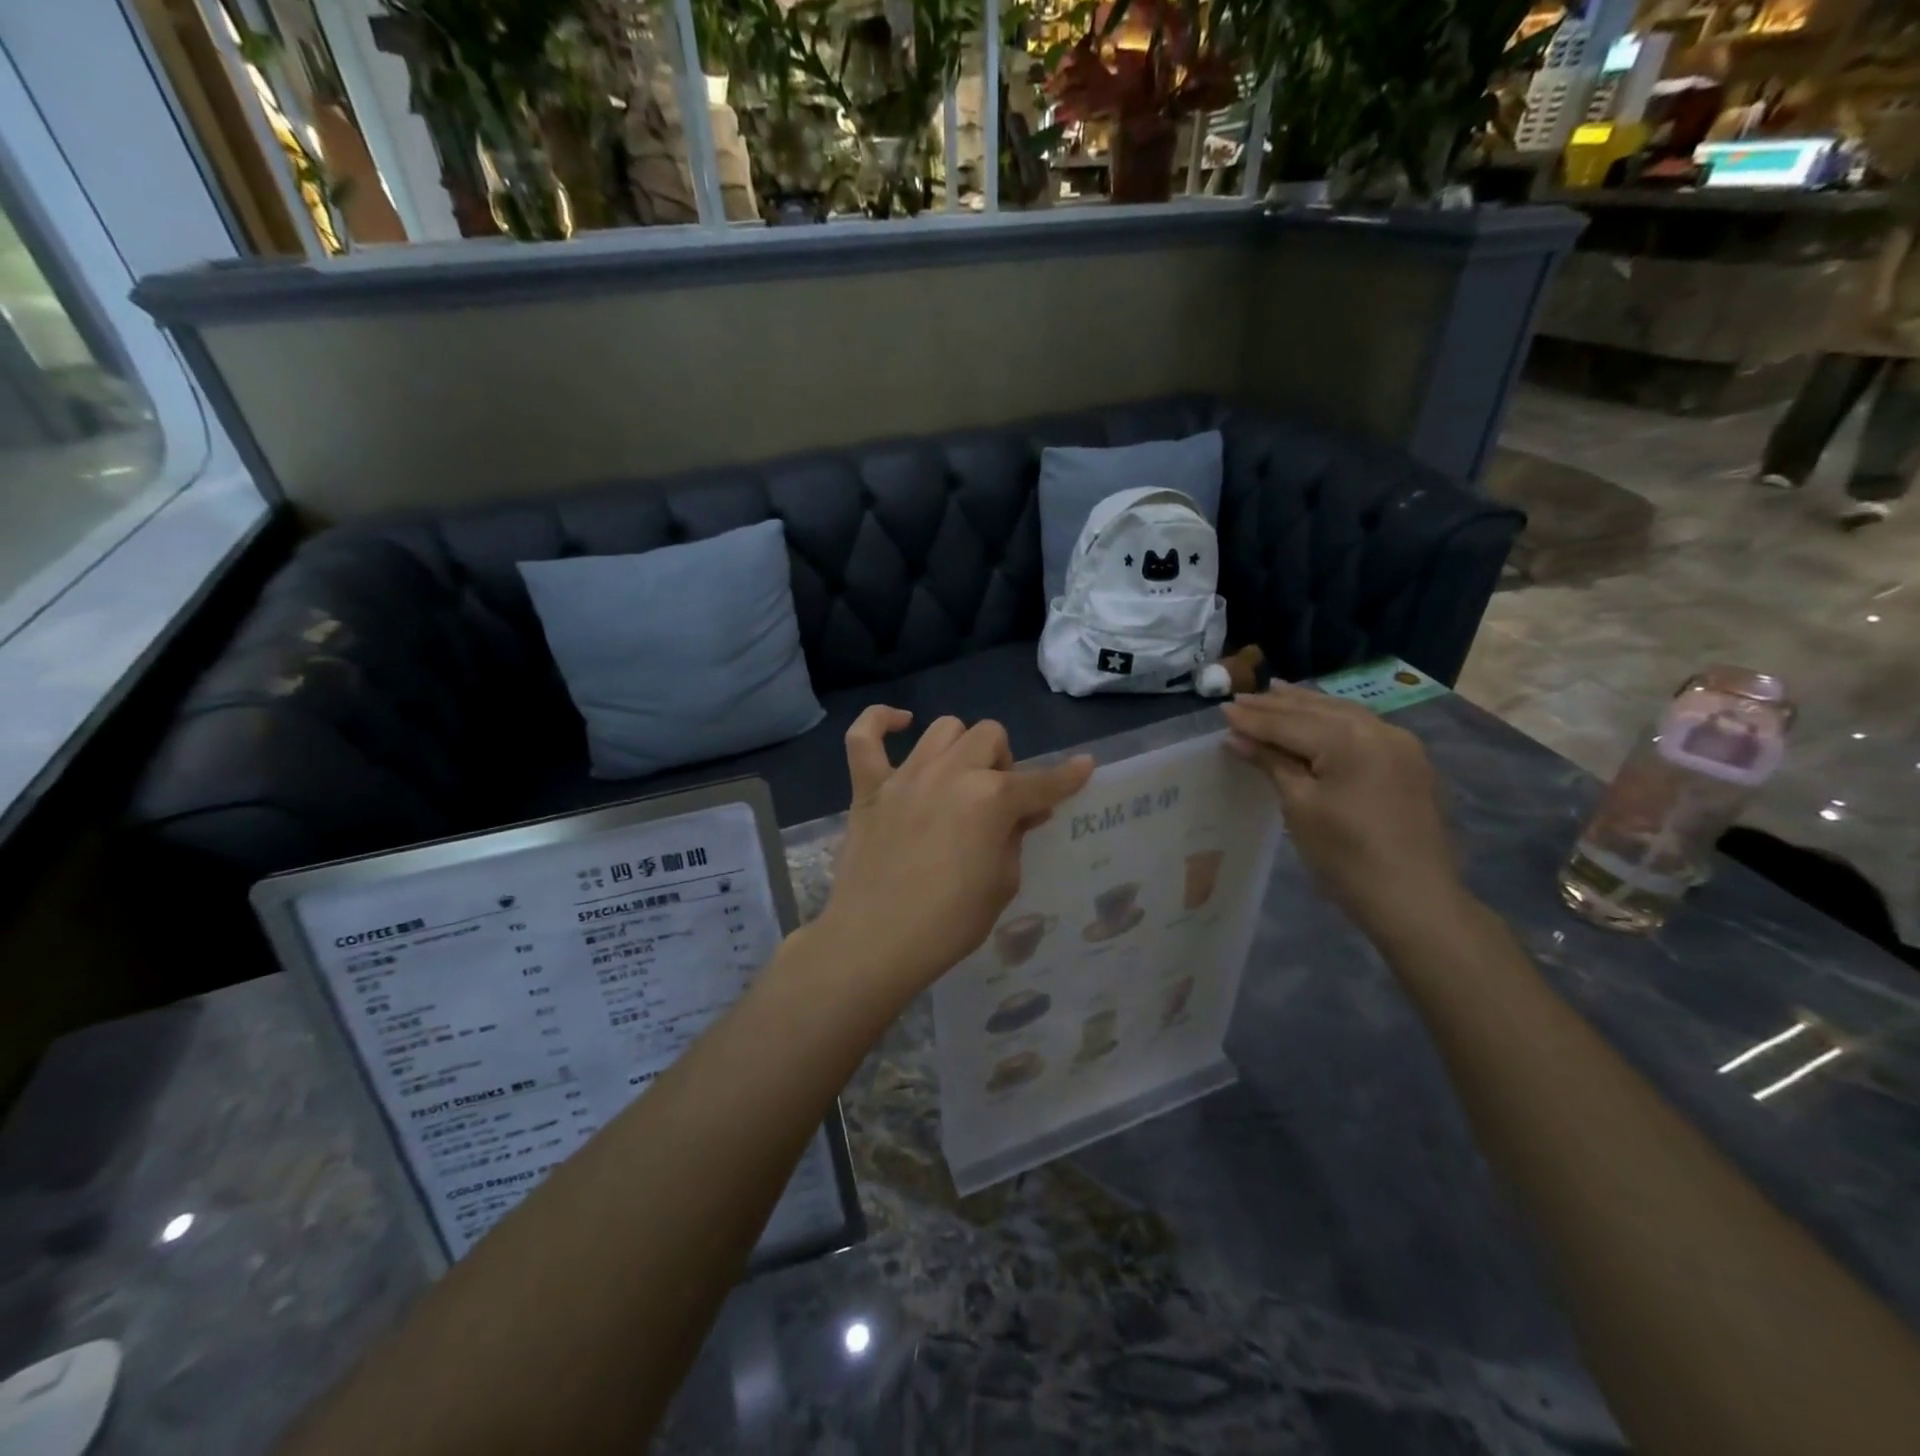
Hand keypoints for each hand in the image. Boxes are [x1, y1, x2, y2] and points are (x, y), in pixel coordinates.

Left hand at [813, 707, 1093, 1003]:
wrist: (876, 942)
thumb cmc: (950, 922)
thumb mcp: (1003, 883)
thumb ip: (1015, 837)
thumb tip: (1022, 812)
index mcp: (992, 798)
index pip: (1042, 782)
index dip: (1068, 777)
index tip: (1084, 767)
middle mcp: (951, 773)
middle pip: (990, 736)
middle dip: (1003, 763)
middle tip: (998, 800)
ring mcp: (906, 776)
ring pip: (943, 728)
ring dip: (961, 747)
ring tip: (959, 777)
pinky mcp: (868, 787)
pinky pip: (864, 736)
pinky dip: (880, 722)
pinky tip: (899, 726)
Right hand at [1221, 684, 1462, 938]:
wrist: (1413, 899)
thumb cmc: (1346, 855)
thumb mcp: (1300, 806)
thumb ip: (1271, 763)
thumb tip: (1236, 737)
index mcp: (1349, 738)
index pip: (1289, 722)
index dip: (1253, 718)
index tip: (1223, 709)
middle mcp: (1379, 730)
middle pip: (1318, 710)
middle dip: (1278, 705)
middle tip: (1242, 697)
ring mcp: (1400, 745)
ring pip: (1343, 714)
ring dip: (1306, 706)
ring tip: (1276, 693)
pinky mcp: (1409, 763)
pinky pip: (1362, 729)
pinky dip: (1332, 721)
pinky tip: (1318, 718)